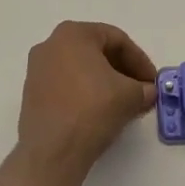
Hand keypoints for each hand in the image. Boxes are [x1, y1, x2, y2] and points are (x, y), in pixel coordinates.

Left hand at [17, 21, 157, 176]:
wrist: (52, 151)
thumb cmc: (92, 109)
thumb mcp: (129, 96)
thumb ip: (143, 88)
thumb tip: (148, 92)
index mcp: (73, 34)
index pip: (116, 39)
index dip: (140, 60)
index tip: (152, 81)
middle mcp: (50, 44)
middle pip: (96, 52)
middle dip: (122, 71)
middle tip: (141, 90)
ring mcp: (37, 70)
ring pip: (80, 69)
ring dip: (105, 83)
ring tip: (123, 104)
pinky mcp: (31, 94)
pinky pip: (66, 85)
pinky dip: (85, 93)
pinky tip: (100, 112)